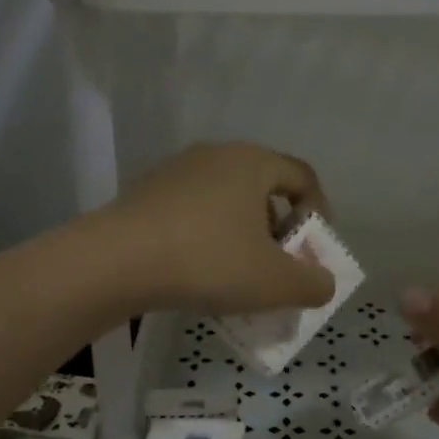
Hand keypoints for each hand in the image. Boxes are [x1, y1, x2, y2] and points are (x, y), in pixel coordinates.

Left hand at [100, 143, 336, 314]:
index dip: (318, 213)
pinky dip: (204, 236)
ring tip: (235, 275)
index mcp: (253, 162)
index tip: (312, 252)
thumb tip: (322, 282)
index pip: (302, 177)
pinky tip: (195, 271)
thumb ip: (313, 284)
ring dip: (239, 235)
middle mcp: (216, 155)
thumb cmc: (208, 261)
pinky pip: (191, 211)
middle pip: (263, 188)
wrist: (116, 261)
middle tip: (275, 267)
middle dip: (277, 230)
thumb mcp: (274, 283)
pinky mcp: (146, 192)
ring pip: (225, 201)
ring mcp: (176, 171)